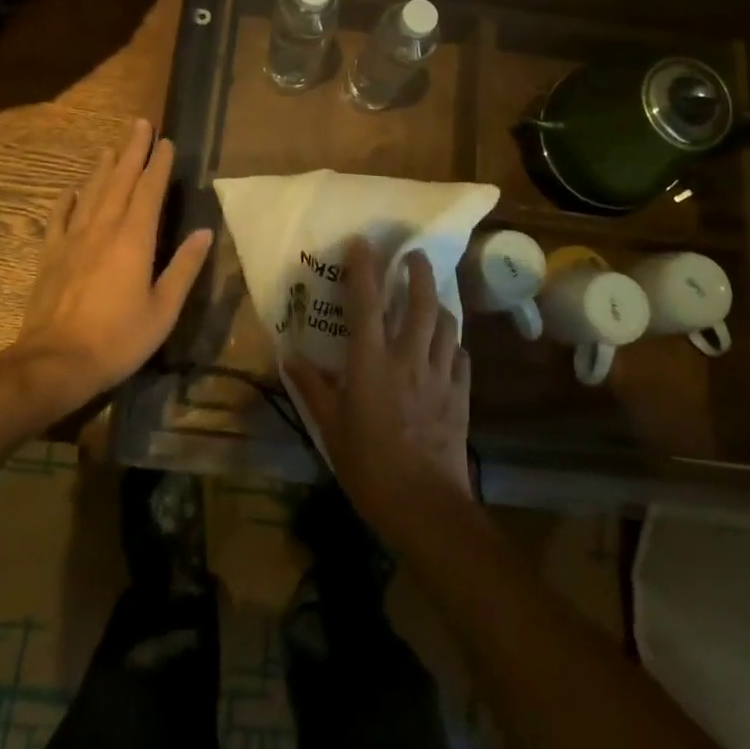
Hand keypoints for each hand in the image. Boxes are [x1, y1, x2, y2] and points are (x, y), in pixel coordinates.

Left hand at [8, 119, 212, 414]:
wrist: (55, 362)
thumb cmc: (118, 339)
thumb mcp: (163, 309)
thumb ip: (184, 267)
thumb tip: (205, 232)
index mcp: (134, 239)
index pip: (149, 191)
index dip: (158, 164)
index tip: (166, 141)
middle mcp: (104, 229)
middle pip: (119, 181)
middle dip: (132, 151)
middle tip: (139, 124)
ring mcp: (73, 240)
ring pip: (90, 193)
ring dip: (102, 168)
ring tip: (111, 148)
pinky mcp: (51, 255)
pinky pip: (59, 218)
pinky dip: (67, 200)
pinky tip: (71, 190)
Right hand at [284, 240, 473, 544]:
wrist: (425, 506)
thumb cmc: (369, 466)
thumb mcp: (331, 427)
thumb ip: (312, 388)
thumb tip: (289, 357)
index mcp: (372, 362)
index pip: (367, 302)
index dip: (364, 268)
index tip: (363, 242)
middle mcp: (409, 357)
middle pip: (421, 301)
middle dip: (419, 272)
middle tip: (414, 257)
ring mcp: (440, 374)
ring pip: (447, 324)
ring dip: (439, 304)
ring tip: (431, 299)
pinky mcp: (460, 394)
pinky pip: (461, 357)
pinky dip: (453, 345)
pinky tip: (447, 349)